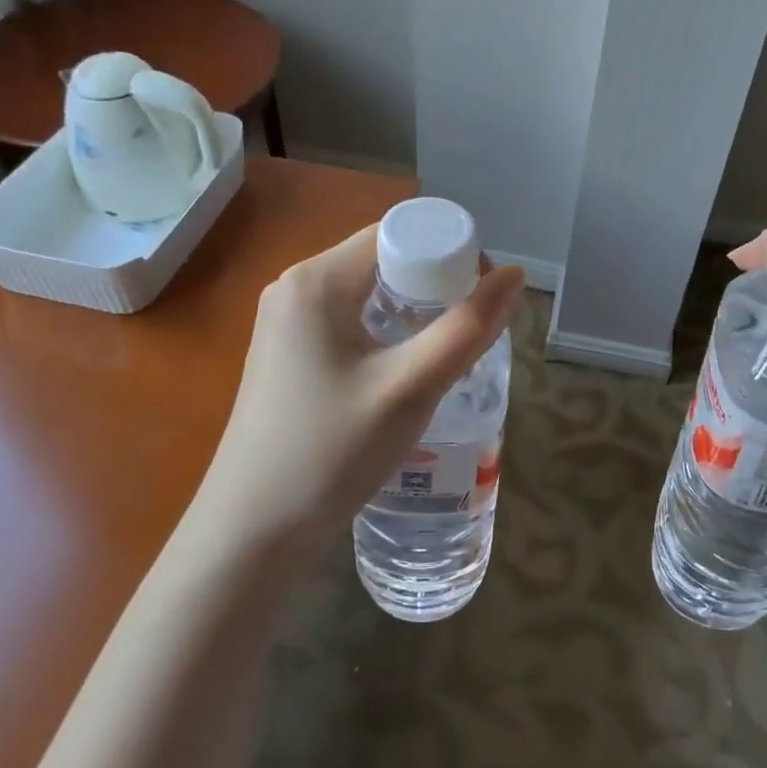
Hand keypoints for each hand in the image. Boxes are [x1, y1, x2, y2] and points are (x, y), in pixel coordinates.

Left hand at [193, 226, 524, 568]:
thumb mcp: (409, 389)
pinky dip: (387, 332)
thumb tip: (514, 276)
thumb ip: (466, 329)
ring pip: (369, 293)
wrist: (251, 532)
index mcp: (317, 279)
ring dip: (414, 311)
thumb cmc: (331, 453)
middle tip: (472, 329)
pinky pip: (350, 321)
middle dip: (435, 284)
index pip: (397, 235)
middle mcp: (296, 287)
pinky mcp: (288, 353)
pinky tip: (405, 371)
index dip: (449, 252)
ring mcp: (286, 321)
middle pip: (384, 260)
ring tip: (447, 352)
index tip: (483, 296)